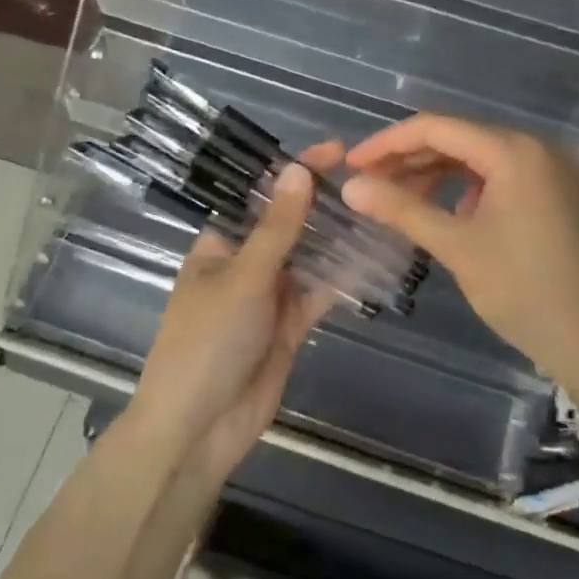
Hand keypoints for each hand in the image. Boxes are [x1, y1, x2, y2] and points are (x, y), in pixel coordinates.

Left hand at [129, 143, 341, 481]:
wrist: (198, 428)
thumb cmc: (208, 341)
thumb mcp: (244, 277)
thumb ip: (277, 228)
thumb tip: (298, 170)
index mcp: (220, 244)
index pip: (261, 196)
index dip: (294, 171)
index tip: (335, 150)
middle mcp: (245, 263)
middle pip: (289, 225)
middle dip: (323, 204)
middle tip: (371, 181)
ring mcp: (268, 296)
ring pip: (308, 258)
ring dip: (337, 238)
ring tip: (380, 211)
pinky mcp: (289, 326)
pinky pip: (318, 293)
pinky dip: (341, 278)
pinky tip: (372, 258)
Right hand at [341, 116, 578, 394]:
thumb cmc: (523, 290)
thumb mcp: (456, 246)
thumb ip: (401, 209)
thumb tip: (350, 186)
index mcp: (514, 150)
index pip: (436, 127)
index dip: (387, 143)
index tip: (350, 165)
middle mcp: (536, 147)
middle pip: (458, 138)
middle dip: (409, 159)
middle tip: (368, 185)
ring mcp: (550, 171)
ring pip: (477, 158)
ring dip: (435, 174)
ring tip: (399, 201)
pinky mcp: (556, 194)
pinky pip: (499, 177)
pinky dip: (465, 189)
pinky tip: (447, 214)